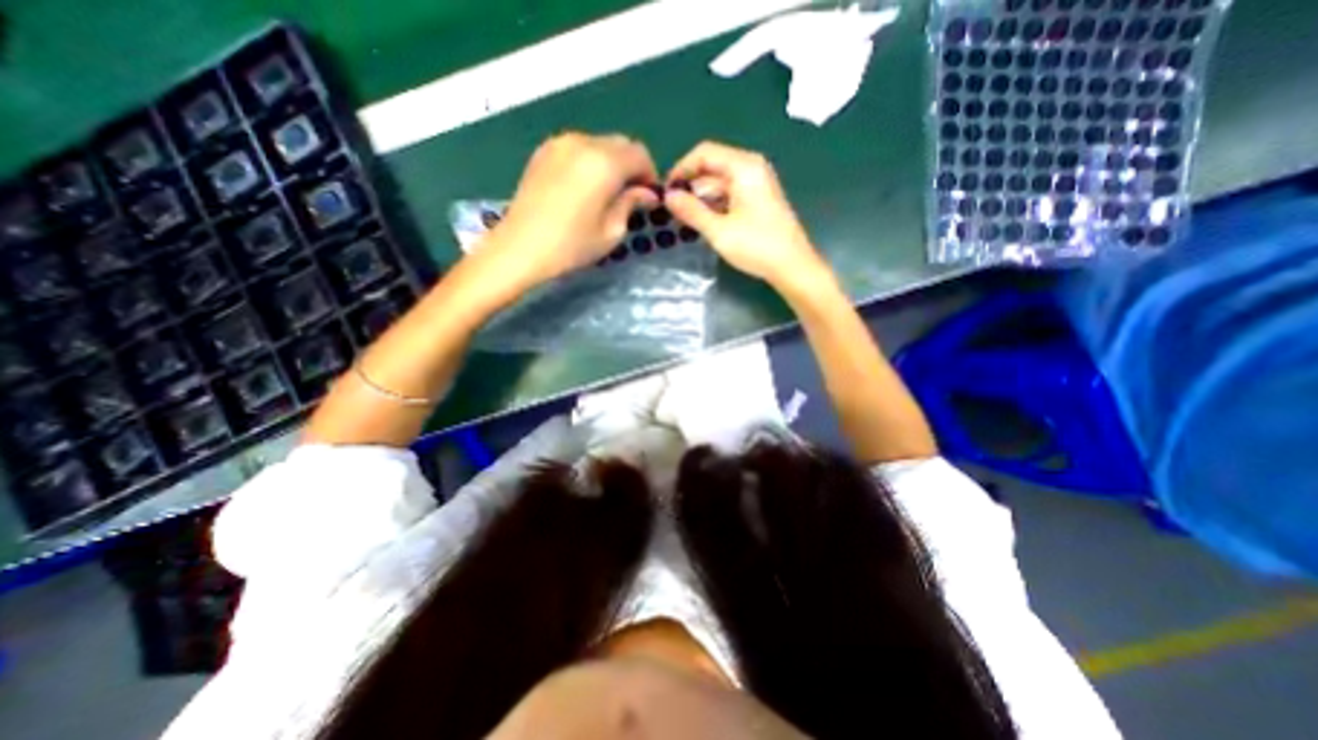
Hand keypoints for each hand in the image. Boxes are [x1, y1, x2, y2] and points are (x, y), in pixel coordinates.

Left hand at [479, 130, 657, 292]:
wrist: (520, 248)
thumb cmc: (571, 246)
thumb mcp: (611, 231)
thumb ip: (631, 204)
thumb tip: (647, 193)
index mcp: (604, 162)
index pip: (640, 154)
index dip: (650, 175)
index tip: (648, 198)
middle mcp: (583, 142)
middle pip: (620, 144)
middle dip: (631, 167)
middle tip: (630, 197)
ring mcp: (560, 143)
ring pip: (599, 144)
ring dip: (610, 163)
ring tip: (606, 193)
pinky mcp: (543, 152)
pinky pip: (577, 148)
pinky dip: (589, 162)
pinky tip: (584, 188)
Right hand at [666, 141, 825, 292]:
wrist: (792, 266)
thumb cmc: (756, 246)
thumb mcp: (718, 230)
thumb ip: (691, 211)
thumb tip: (668, 197)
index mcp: (743, 167)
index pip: (704, 153)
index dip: (681, 169)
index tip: (665, 191)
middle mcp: (751, 168)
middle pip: (712, 167)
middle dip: (690, 186)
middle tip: (671, 210)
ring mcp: (757, 184)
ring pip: (720, 183)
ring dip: (701, 198)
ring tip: (684, 220)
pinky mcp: (759, 200)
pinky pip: (730, 195)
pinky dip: (715, 205)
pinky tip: (703, 223)